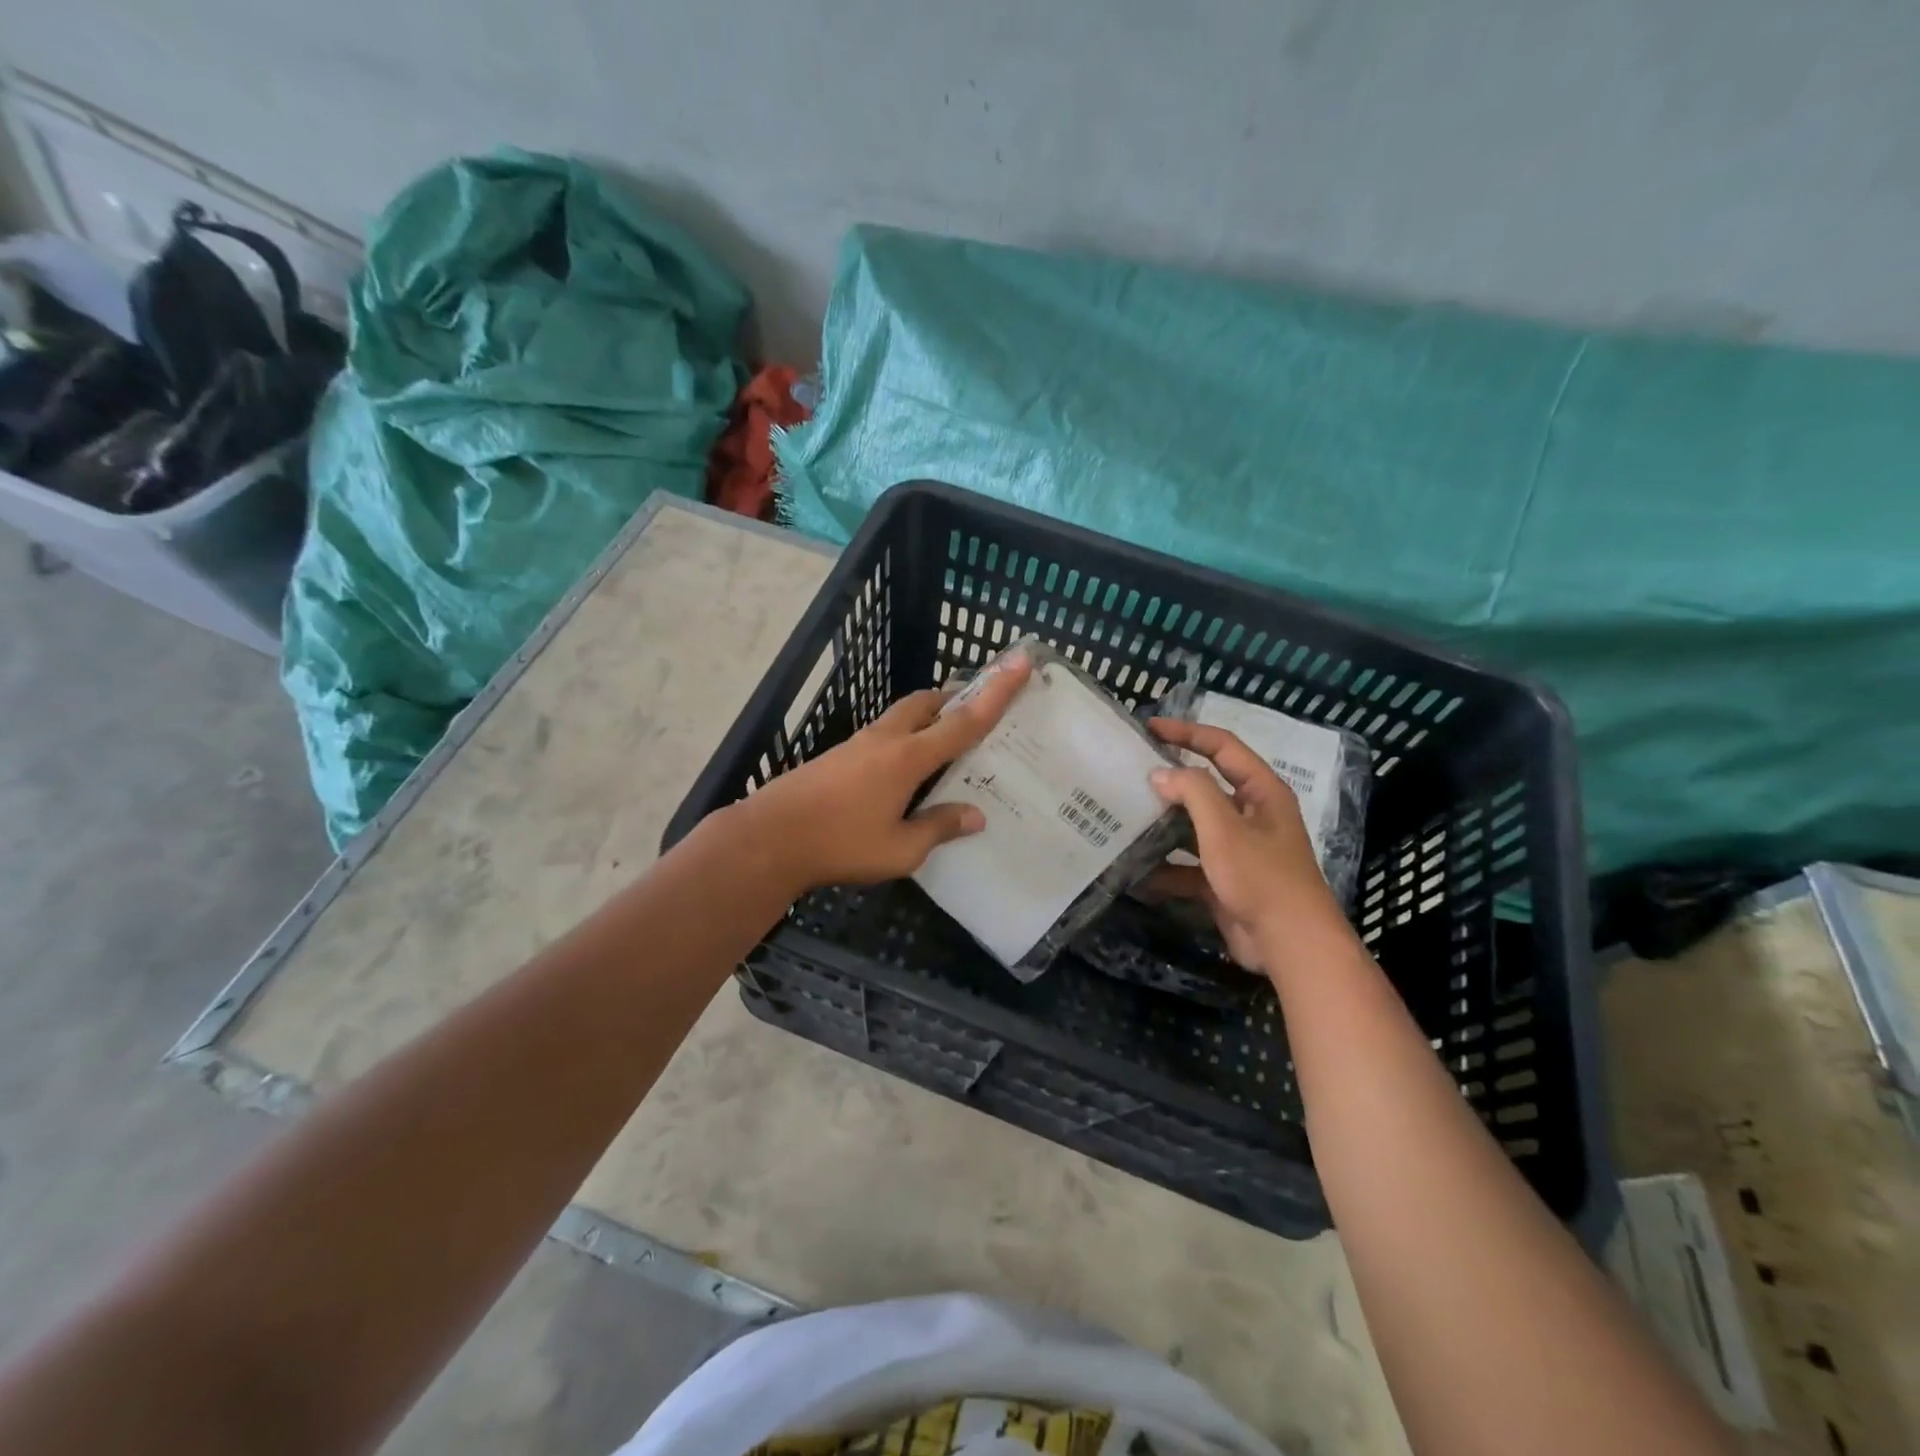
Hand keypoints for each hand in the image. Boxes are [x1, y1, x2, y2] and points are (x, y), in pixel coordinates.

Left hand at [739, 650, 1032, 892]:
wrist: (769, 838)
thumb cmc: (840, 844)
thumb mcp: (899, 850)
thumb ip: (939, 828)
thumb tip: (975, 816)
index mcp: (908, 758)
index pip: (963, 721)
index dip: (997, 693)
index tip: (1020, 662)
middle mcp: (884, 740)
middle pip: (925, 703)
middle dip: (953, 699)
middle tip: (974, 713)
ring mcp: (856, 745)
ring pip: (900, 717)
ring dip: (926, 720)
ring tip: (942, 747)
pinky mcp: (836, 757)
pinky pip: (881, 737)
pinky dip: (903, 741)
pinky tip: (901, 775)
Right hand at [1143, 719, 1353, 972]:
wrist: (1290, 944)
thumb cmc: (1261, 876)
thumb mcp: (1224, 827)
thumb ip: (1193, 792)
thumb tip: (1160, 773)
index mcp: (1261, 792)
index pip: (1222, 747)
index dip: (1187, 733)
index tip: (1149, 728)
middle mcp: (1252, 815)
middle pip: (1207, 786)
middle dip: (1170, 781)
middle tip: (1130, 773)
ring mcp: (1239, 850)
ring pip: (1194, 827)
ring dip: (1164, 825)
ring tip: (1125, 818)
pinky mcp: (1226, 881)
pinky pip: (1190, 866)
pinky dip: (1166, 869)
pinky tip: (1136, 873)